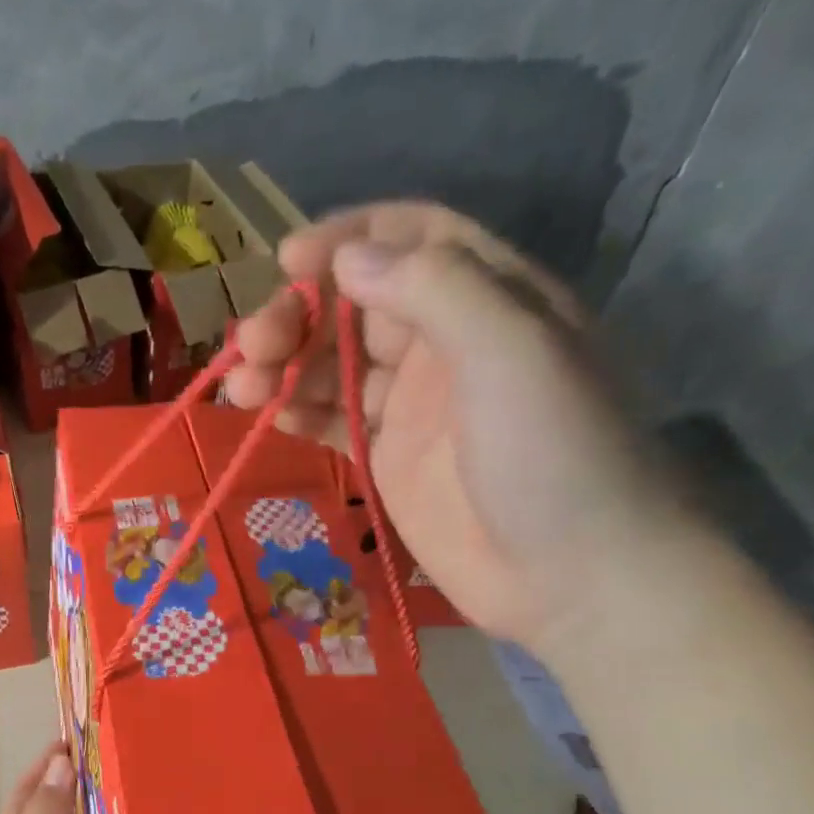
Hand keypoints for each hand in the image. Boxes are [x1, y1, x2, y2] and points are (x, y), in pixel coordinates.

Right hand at [224, 202, 688, 654]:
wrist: (571, 575)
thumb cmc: (553, 451)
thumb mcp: (510, 349)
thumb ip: (432, 289)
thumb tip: (344, 258)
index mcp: (488, 298)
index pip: (413, 239)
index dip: (350, 238)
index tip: (289, 259)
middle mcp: (445, 343)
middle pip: (356, 305)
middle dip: (299, 314)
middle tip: (252, 343)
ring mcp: (413, 405)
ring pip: (333, 365)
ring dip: (284, 366)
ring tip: (241, 387)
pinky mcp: (388, 457)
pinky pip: (332, 420)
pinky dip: (298, 413)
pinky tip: (270, 416)